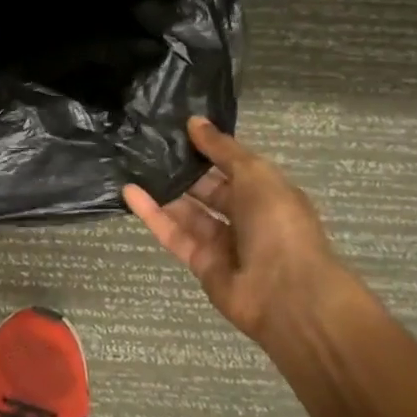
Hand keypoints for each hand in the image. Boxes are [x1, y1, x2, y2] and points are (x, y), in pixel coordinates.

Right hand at [123, 118, 346, 345]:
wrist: (287, 294)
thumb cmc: (279, 225)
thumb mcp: (256, 175)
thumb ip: (222, 149)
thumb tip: (194, 121)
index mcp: (267, 193)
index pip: (233, 166)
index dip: (207, 148)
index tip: (176, 128)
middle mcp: (246, 217)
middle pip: (208, 189)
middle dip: (182, 169)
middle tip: (146, 145)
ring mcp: (222, 242)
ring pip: (187, 211)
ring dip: (163, 190)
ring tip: (132, 164)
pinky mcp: (199, 262)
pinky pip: (174, 233)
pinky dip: (152, 214)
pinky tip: (129, 193)